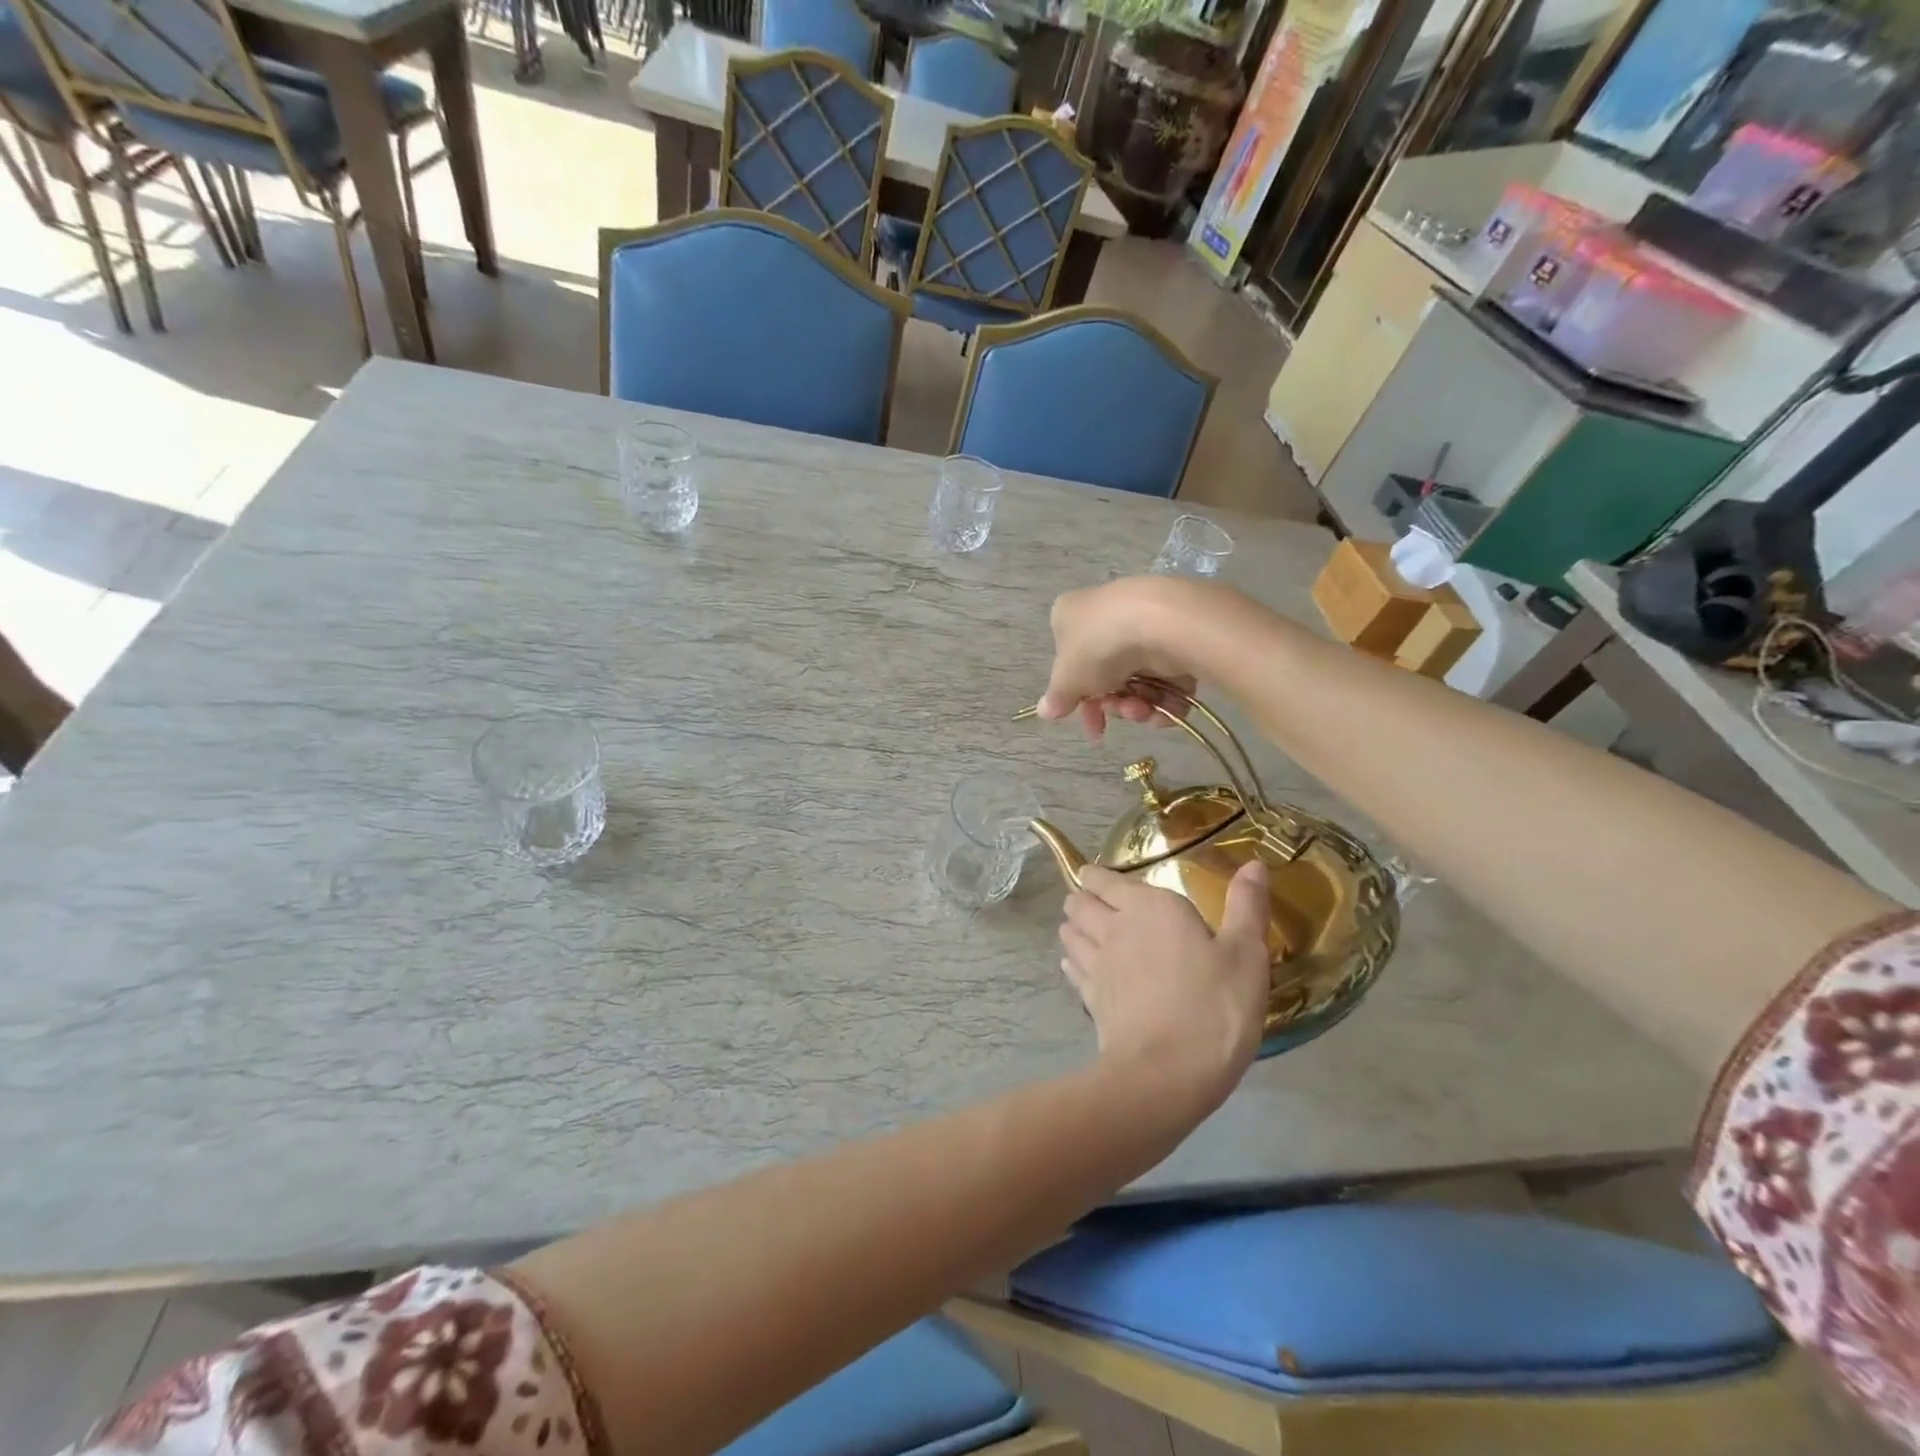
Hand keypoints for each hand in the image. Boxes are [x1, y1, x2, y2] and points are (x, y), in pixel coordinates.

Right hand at [1035, 578, 1215, 739]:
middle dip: (1113, 704)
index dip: (1078, 698)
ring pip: (1139, 679)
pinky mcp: (1179, 636)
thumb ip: (1057, 698)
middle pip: (1107, 675)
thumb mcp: (1067, 679)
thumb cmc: (1099, 646)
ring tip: (1143, 710)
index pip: (1070, 661)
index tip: (1091, 725)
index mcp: (1071, 616)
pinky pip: (1169, 677)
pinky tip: (1165, 710)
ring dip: (1138, 706)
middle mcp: (1107, 616)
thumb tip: (1044, 711)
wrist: (1162, 623)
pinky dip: (1166, 700)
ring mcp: (1145, 624)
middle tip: (1120, 713)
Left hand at [1059, 862, 1272, 1109]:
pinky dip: (1072, 962)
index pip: (1105, 879)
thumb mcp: (1246, 954)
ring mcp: (1096, 964)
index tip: (1101, 877)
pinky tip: (1078, 967)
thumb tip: (1253, 863)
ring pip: (1069, 933)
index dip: (1097, 876)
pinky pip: (1072, 969)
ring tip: (1084, 929)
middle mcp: (1114, 927)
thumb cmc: (1214, 1006)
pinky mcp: (1090, 999)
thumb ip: (1246, 906)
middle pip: (1079, 902)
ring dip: (1074, 927)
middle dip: (1082, 898)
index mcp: (1149, 907)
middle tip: (1095, 902)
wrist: (1167, 1072)